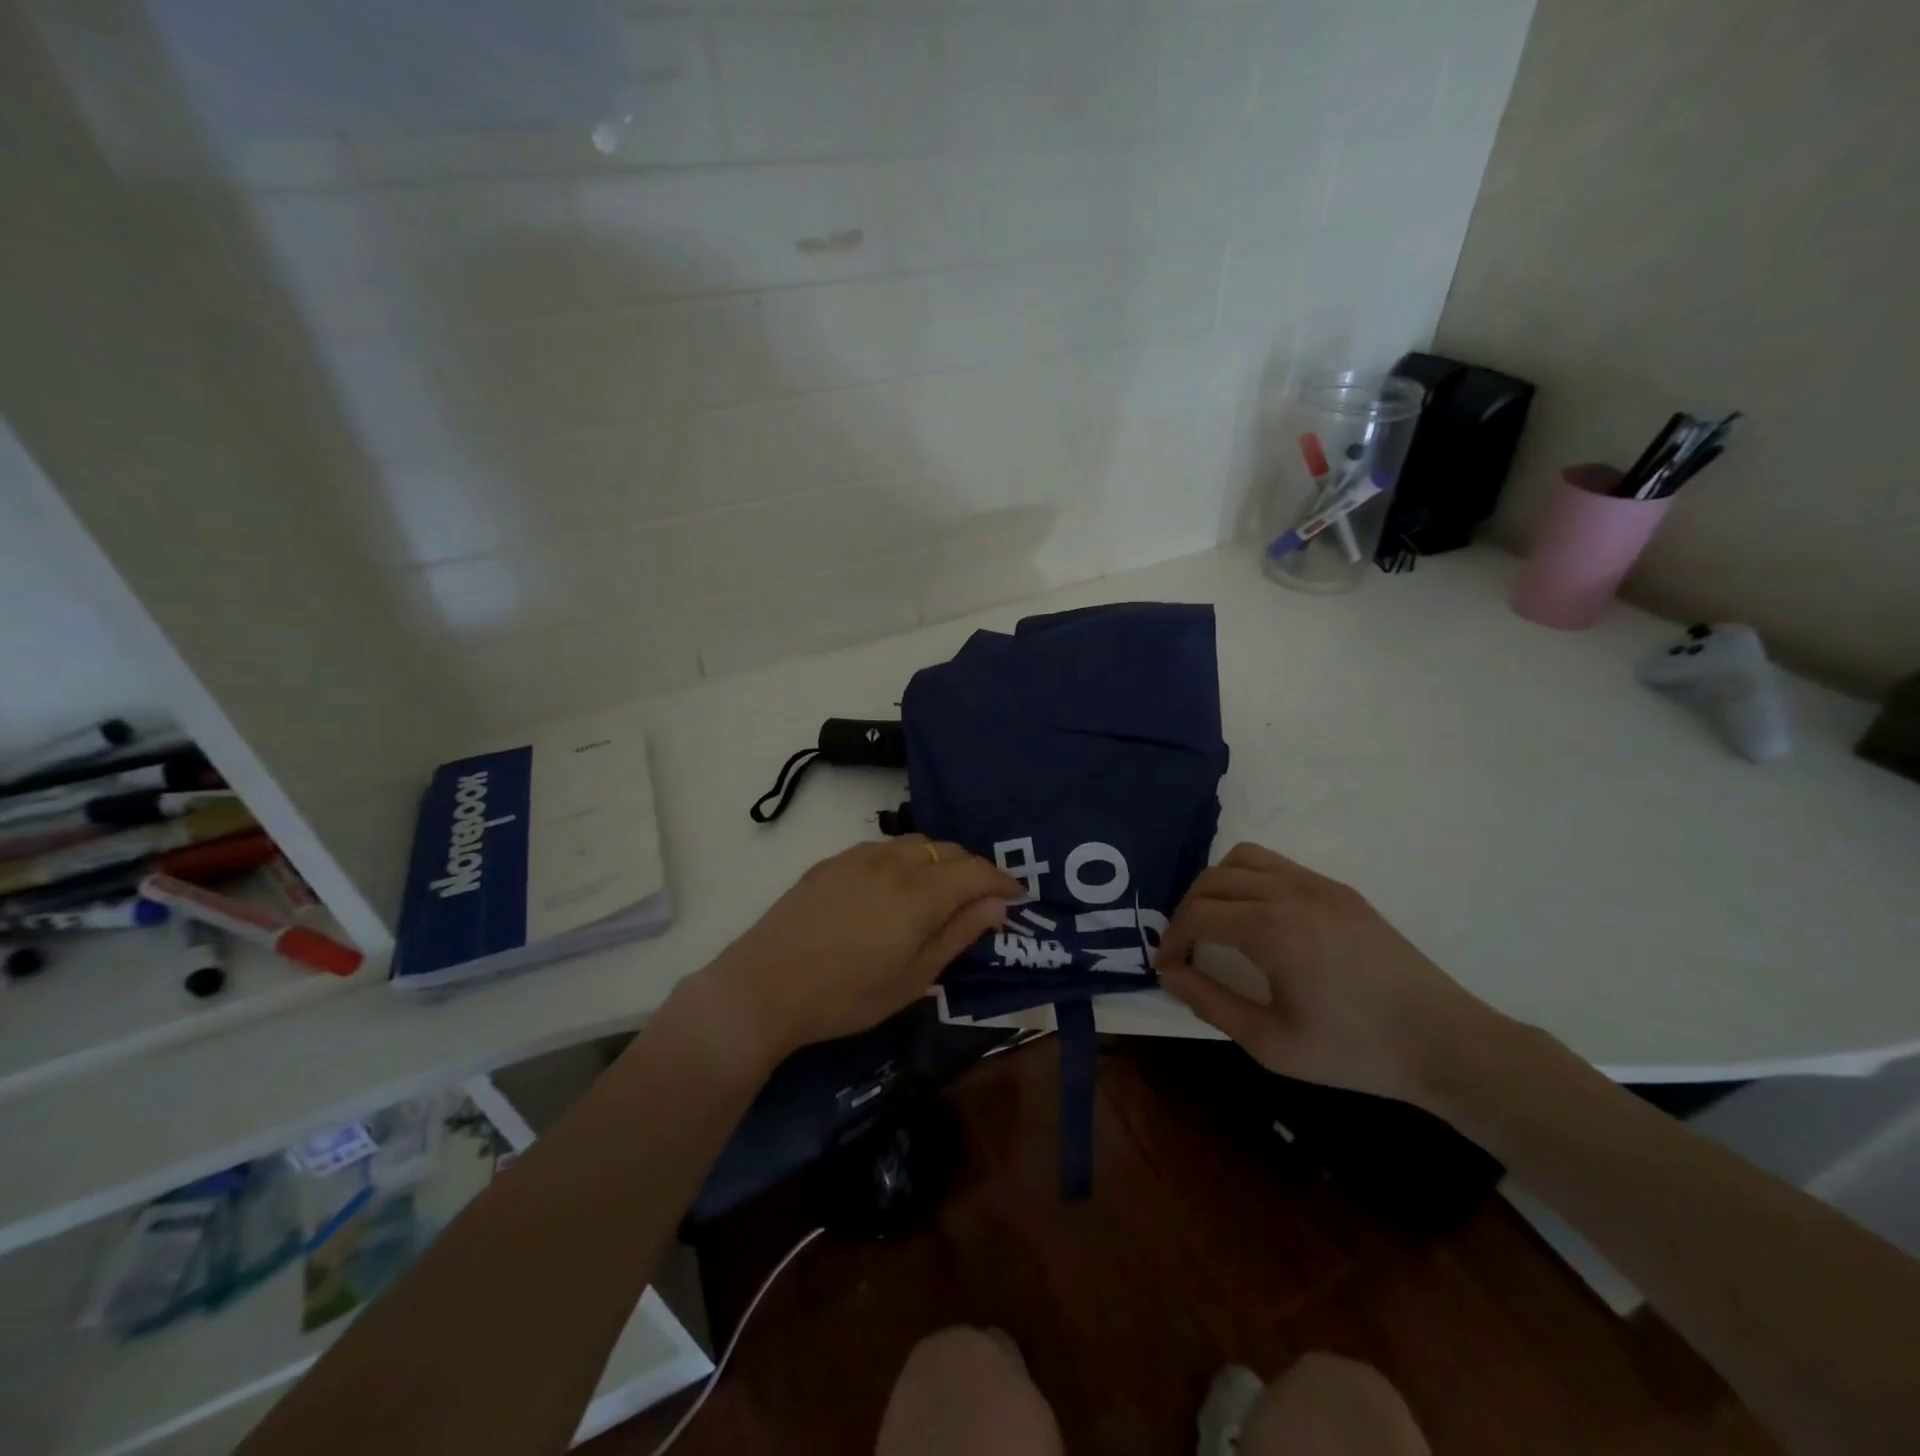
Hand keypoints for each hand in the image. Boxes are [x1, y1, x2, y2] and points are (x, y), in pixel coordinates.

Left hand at [682, 836, 1017, 1069]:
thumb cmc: (846, 995)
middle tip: (980, 897)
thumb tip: (997, 905)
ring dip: (937, 859)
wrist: (764, 987)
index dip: (1002, 880)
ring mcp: (858, 857)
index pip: (976, 871)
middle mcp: (893, 862)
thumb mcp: (913, 978)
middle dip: (972, 868)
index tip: (1016, 896)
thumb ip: (958, 935)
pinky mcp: (830, 862)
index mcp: (920, 893)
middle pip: (947, 849)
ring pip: (914, 843)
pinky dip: (903, 859)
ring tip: (939, 889)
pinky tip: (893, 886)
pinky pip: (881, 848)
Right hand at [1157, 843, 1506, 1108]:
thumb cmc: (1354, 1050)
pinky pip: (1278, 865)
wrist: (1445, 1043)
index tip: (1167, 968)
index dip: (1172, 939)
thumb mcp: (1271, 1042)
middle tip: (1185, 949)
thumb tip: (1170, 975)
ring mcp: (1318, 885)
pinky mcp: (1340, 890)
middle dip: (1187, 910)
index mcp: (1271, 928)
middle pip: (1213, 880)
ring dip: (1216, 885)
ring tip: (1216, 923)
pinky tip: (1258, 917)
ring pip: (1243, 858)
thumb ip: (1210, 1003)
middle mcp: (1289, 892)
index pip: (1197, 915)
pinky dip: (1250, 879)